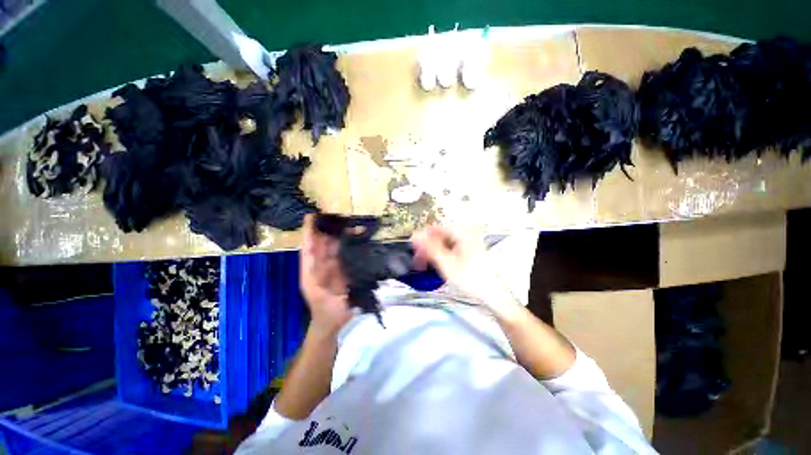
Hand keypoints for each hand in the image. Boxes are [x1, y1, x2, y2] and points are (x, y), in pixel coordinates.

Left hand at [299, 215, 352, 336]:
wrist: (333, 322)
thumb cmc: (324, 310)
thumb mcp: (320, 296)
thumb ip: (319, 278)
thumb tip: (325, 259)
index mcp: (310, 270)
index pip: (308, 247)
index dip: (308, 232)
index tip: (311, 216)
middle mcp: (320, 265)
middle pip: (321, 244)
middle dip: (325, 229)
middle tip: (334, 214)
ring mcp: (332, 267)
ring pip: (333, 247)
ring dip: (338, 235)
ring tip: (346, 221)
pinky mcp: (343, 270)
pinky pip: (344, 255)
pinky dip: (349, 245)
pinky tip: (356, 237)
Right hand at [411, 226, 508, 304]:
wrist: (494, 295)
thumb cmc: (471, 279)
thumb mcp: (446, 263)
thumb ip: (429, 247)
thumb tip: (415, 235)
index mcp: (462, 232)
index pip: (435, 228)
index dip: (422, 239)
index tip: (414, 251)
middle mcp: (466, 233)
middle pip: (440, 236)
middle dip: (427, 248)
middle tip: (419, 262)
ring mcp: (469, 242)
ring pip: (444, 243)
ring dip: (434, 253)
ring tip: (427, 266)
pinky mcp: (470, 250)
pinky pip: (451, 249)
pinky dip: (443, 256)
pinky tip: (439, 266)